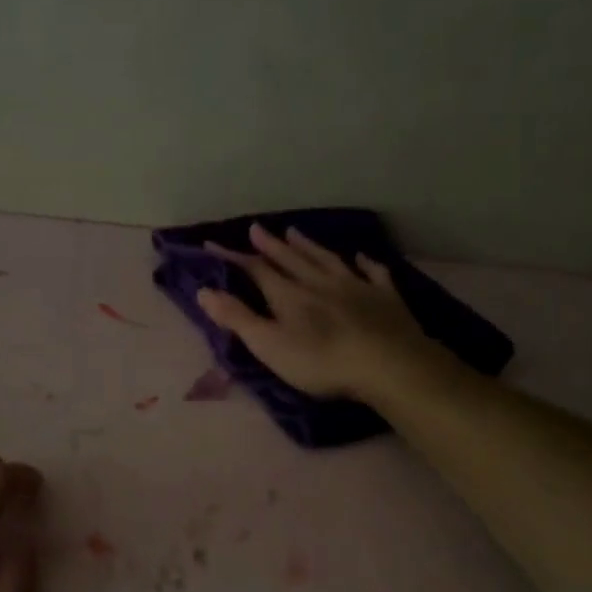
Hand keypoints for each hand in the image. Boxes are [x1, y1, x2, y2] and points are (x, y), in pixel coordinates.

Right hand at [195, 223, 444, 402]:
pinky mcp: (386, 298)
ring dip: (309, 246)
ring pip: (327, 260)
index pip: (256, 270)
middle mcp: (320, 282)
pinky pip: (374, 273)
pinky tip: (361, 257)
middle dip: (271, 245)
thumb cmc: (321, 362)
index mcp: (289, 295)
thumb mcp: (269, 345)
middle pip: (291, 259)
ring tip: (296, 231)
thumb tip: (203, 291)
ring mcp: (356, 286)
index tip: (212, 244)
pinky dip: (366, 264)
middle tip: (257, 228)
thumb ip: (237, 318)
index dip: (234, 257)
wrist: (388, 364)